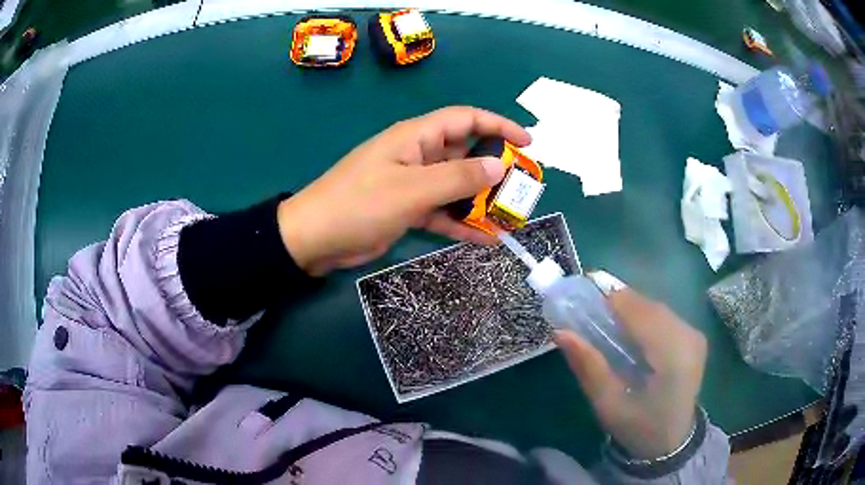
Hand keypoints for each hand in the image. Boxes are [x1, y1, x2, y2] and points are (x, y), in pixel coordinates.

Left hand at [277, 106, 530, 275]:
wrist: (315, 239)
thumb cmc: (359, 205)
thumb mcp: (412, 189)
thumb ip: (457, 177)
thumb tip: (499, 165)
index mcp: (415, 137)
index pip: (465, 119)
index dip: (498, 126)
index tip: (527, 143)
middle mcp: (417, 155)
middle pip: (465, 153)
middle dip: (495, 168)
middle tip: (523, 188)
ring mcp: (412, 183)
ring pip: (456, 185)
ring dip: (481, 200)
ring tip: (511, 216)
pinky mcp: (407, 208)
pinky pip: (442, 211)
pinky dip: (461, 223)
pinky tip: (485, 239)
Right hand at [554, 273, 707, 459]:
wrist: (672, 441)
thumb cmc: (638, 428)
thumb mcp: (608, 404)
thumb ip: (588, 366)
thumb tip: (560, 332)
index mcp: (673, 357)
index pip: (641, 313)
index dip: (610, 299)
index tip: (580, 295)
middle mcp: (689, 337)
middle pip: (648, 306)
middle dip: (617, 303)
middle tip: (587, 310)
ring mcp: (694, 335)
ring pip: (656, 307)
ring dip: (629, 309)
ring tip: (604, 320)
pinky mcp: (694, 336)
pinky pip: (663, 315)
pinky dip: (642, 317)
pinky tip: (628, 331)